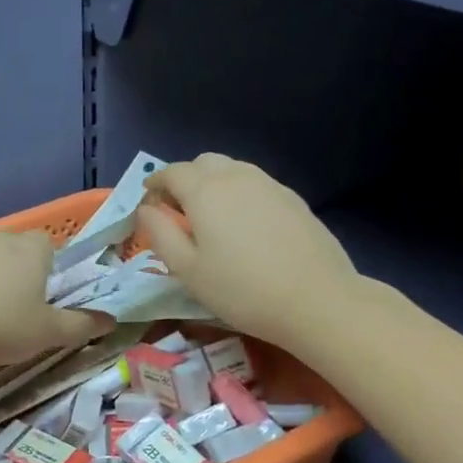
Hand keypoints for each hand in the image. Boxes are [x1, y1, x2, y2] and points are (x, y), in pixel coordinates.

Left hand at [0, 231, 109, 370]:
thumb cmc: (5, 327)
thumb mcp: (50, 332)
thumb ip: (83, 324)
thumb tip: (112, 321)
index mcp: (30, 250)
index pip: (47, 243)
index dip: (50, 265)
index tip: (47, 293)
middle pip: (16, 248)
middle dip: (21, 270)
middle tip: (22, 306)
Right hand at [136, 154, 360, 348]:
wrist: (316, 300)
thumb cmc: (240, 289)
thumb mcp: (187, 270)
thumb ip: (160, 233)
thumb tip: (146, 209)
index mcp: (205, 191)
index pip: (171, 172)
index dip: (155, 184)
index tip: (149, 205)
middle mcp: (236, 176)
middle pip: (203, 162)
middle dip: (184, 179)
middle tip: (178, 211)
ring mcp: (270, 185)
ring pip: (232, 169)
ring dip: (213, 183)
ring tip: (211, 217)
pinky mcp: (293, 199)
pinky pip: (256, 184)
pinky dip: (239, 193)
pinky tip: (244, 225)